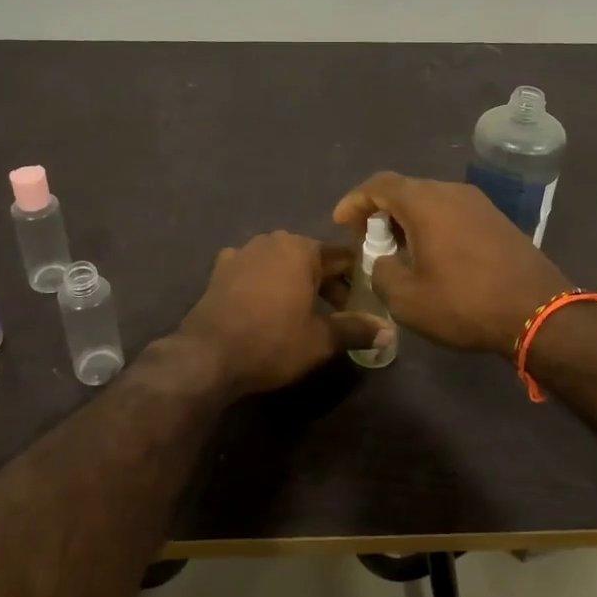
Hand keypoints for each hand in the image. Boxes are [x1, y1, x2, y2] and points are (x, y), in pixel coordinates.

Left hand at [177, 231, 392, 396]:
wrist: (208, 355)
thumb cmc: (273, 341)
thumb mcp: (321, 340)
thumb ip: (356, 330)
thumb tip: (389, 332)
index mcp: (301, 249)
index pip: (342, 258)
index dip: (357, 279)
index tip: (365, 301)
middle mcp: (272, 240)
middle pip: (311, 258)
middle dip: (326, 283)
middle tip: (337, 314)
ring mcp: (242, 252)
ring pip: (281, 263)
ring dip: (295, 282)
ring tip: (302, 313)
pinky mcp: (220, 270)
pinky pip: (253, 271)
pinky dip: (265, 284)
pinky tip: (265, 307)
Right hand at [332, 172, 570, 355]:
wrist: (538, 312)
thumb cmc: (465, 303)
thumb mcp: (406, 298)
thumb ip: (381, 272)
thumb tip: (383, 261)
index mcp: (425, 202)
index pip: (379, 185)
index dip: (355, 200)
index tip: (341, 222)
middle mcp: (452, 192)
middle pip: (405, 190)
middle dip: (380, 212)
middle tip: (368, 242)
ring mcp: (479, 204)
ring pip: (431, 201)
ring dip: (408, 221)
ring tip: (397, 252)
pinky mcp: (498, 220)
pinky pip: (453, 213)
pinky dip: (433, 226)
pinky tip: (432, 256)